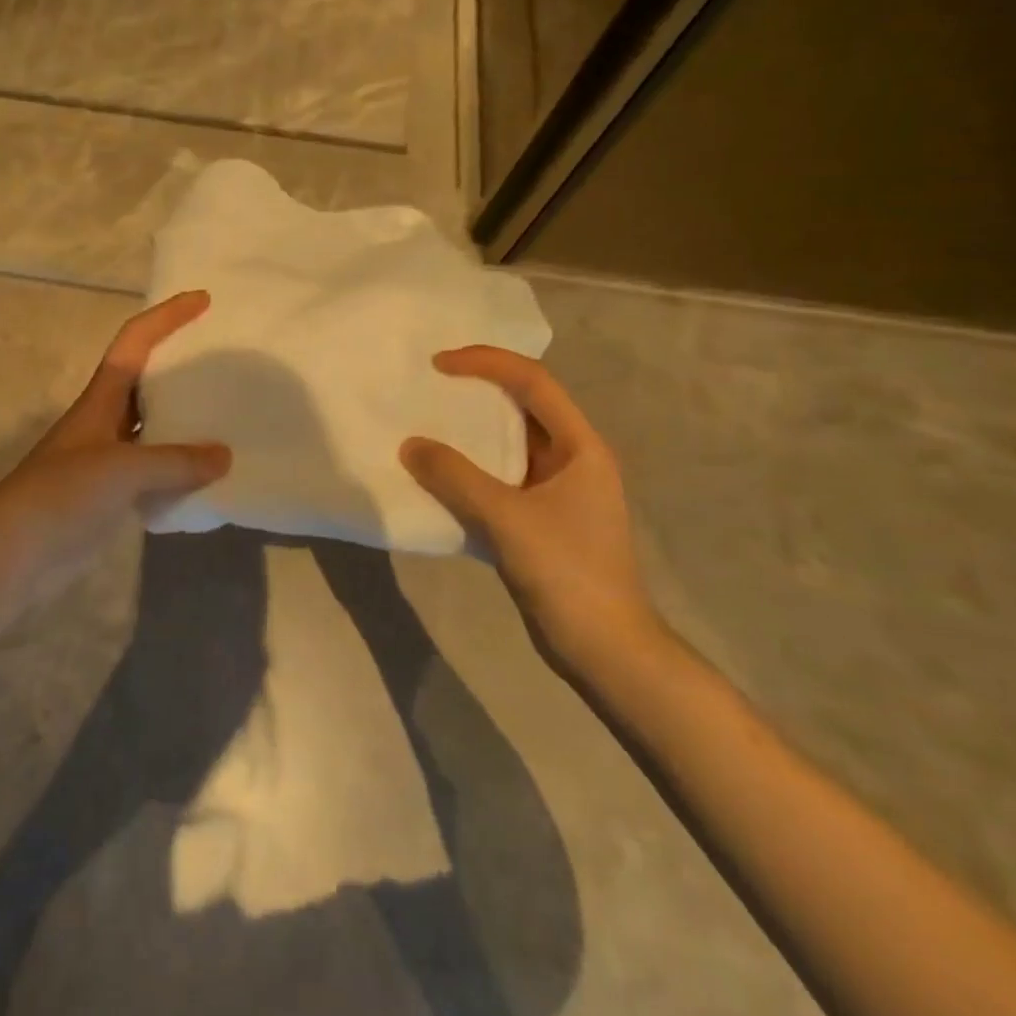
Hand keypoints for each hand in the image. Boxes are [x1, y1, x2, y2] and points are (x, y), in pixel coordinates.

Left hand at [0, 291, 230, 594]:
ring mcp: (106, 459)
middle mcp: (104, 421)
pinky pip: (154, 470)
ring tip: (228, 415)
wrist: (12, 555)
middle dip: (181, 364)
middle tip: (225, 361)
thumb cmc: (62, 495)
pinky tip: (207, 477)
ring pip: (153, 427)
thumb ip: (175, 461)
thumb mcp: (122, 469)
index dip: (167, 316)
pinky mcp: (110, 495)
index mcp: (101, 398)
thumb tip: (224, 456)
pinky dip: (180, 469)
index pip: (135, 341)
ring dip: (185, 420)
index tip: (204, 300)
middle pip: (147, 379)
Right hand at [401, 346, 659, 670]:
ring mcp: (556, 492)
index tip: (439, 364)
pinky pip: (498, 479)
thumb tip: (410, 446)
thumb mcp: (507, 519)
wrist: (606, 652)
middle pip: (521, 407)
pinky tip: (436, 476)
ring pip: (507, 446)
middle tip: (428, 387)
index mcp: (581, 447)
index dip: (487, 363)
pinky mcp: (539, 520)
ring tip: (424, 424)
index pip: (533, 383)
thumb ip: (455, 478)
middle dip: (476, 392)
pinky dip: (468, 471)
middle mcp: (572, 460)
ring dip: (469, 434)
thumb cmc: (568, 573)